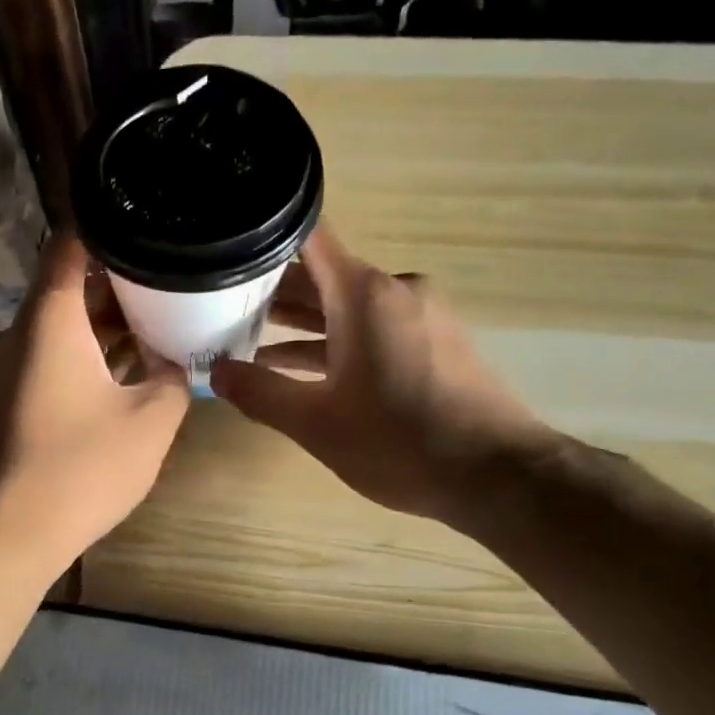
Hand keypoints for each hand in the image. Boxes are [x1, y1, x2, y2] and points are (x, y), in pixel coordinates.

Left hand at [0, 236, 190, 577]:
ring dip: (106, 326)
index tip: (150, 225)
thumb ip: (172, 378)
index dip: (110, 228)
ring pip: (62, 327)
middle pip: (69, 287)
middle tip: (174, 282)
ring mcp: (6, 368)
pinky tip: (127, 372)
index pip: (72, 244)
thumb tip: (171, 362)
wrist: (4, 536)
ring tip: (160, 325)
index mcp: (49, 319)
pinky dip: (87, 356)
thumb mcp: (150, 422)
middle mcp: (19, 333)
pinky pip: (50, 359)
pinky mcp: (6, 400)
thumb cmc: (80, 470)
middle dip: (122, 284)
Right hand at [209, 226, 560, 533]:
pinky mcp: (434, 342)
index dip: (263, 239)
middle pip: (322, 275)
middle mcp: (393, 290)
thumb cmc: (400, 442)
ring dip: (302, 322)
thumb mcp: (316, 422)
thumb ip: (260, 393)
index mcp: (364, 293)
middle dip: (271, 291)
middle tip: (218, 306)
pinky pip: (372, 327)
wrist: (498, 475)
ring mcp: (419, 315)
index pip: (308, 238)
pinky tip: (300, 367)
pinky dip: (336, 341)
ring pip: (346, 306)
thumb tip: (216, 373)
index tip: (225, 250)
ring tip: (247, 338)